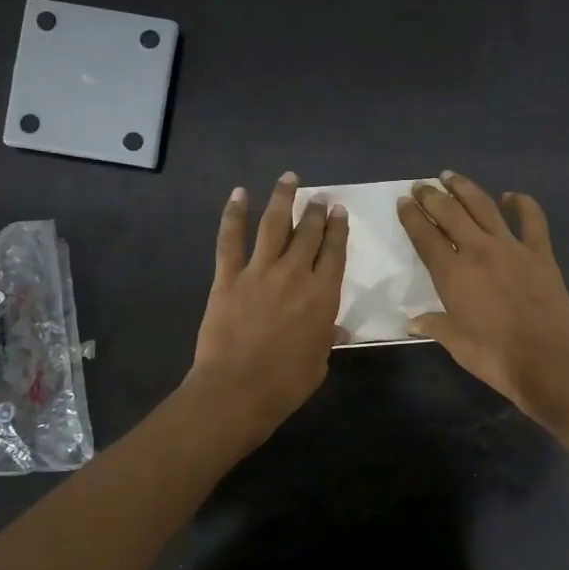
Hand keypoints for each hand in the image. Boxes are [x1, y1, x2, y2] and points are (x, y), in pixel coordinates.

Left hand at [188, 172, 348, 442]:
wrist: (238, 390)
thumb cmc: (286, 383)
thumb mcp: (319, 361)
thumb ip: (327, 337)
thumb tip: (336, 328)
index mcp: (323, 295)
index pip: (335, 252)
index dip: (338, 229)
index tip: (339, 211)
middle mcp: (295, 274)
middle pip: (309, 233)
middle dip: (316, 211)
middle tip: (320, 197)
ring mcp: (259, 271)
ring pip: (274, 224)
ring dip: (283, 198)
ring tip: (289, 179)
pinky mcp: (228, 277)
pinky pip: (231, 239)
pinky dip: (233, 214)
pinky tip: (239, 194)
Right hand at [398, 171, 568, 436]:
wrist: (548, 360)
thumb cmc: (495, 356)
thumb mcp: (456, 344)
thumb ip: (434, 326)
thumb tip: (412, 322)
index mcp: (452, 273)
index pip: (425, 236)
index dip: (411, 217)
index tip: (403, 202)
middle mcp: (478, 251)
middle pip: (450, 213)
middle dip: (432, 196)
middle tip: (421, 185)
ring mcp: (512, 248)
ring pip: (484, 207)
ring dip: (465, 188)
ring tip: (451, 176)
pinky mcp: (540, 253)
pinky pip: (532, 220)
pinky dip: (522, 204)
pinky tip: (512, 196)